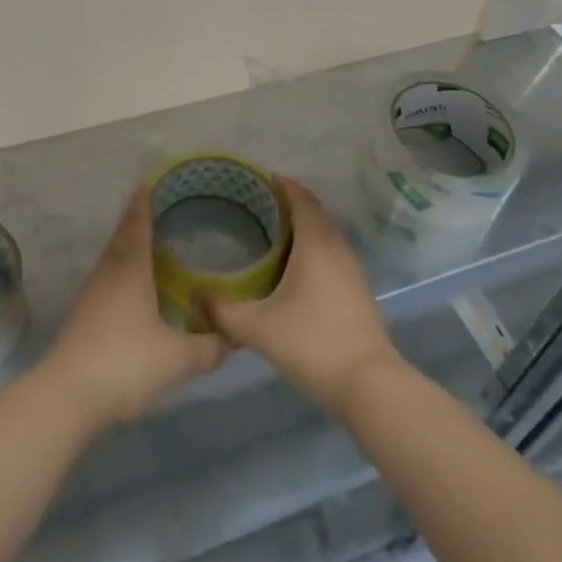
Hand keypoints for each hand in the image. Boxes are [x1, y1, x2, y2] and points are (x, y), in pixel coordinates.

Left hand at [37, 187, 227, 431]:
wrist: (68, 395)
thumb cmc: (126, 363)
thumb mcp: (177, 358)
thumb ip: (208, 347)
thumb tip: (232, 338)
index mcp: (131, 269)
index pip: (137, 226)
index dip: (143, 205)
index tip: (147, 185)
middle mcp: (109, 274)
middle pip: (121, 238)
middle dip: (134, 221)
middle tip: (151, 209)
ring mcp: (92, 296)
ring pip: (111, 259)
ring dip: (125, 246)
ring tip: (144, 244)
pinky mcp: (83, 318)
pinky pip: (106, 280)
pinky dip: (120, 272)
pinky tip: (131, 288)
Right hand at [204, 176, 402, 414]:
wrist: (368, 383)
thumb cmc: (311, 343)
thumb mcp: (257, 328)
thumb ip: (222, 311)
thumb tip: (194, 296)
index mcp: (316, 244)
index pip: (302, 200)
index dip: (285, 185)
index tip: (264, 178)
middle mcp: (337, 248)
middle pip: (316, 213)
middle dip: (293, 203)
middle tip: (262, 204)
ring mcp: (352, 270)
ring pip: (327, 234)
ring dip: (306, 225)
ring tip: (275, 231)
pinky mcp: (358, 290)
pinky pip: (333, 252)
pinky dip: (315, 246)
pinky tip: (297, 267)